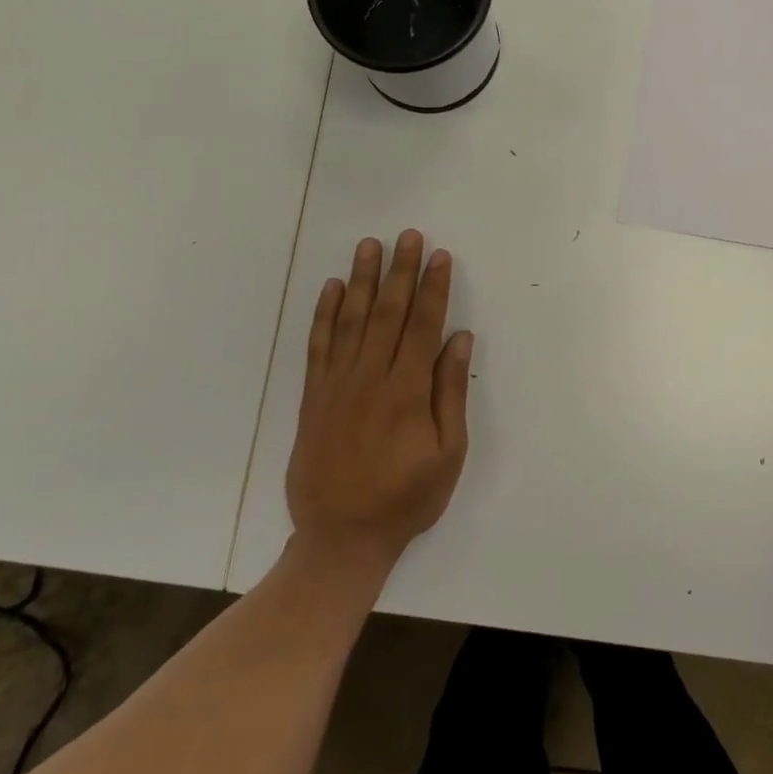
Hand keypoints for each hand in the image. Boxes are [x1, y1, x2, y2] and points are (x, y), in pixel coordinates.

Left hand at [286, 231, 471, 577]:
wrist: (340, 537)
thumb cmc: (405, 498)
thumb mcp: (447, 453)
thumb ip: (450, 392)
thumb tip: (459, 340)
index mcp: (407, 389)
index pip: (423, 324)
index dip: (433, 287)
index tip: (440, 255)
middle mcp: (370, 376)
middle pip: (387, 311)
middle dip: (401, 271)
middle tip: (407, 236)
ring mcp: (337, 384)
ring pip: (351, 319)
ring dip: (361, 279)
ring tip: (369, 246)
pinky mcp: (313, 396)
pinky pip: (318, 345)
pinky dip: (324, 314)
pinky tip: (330, 288)